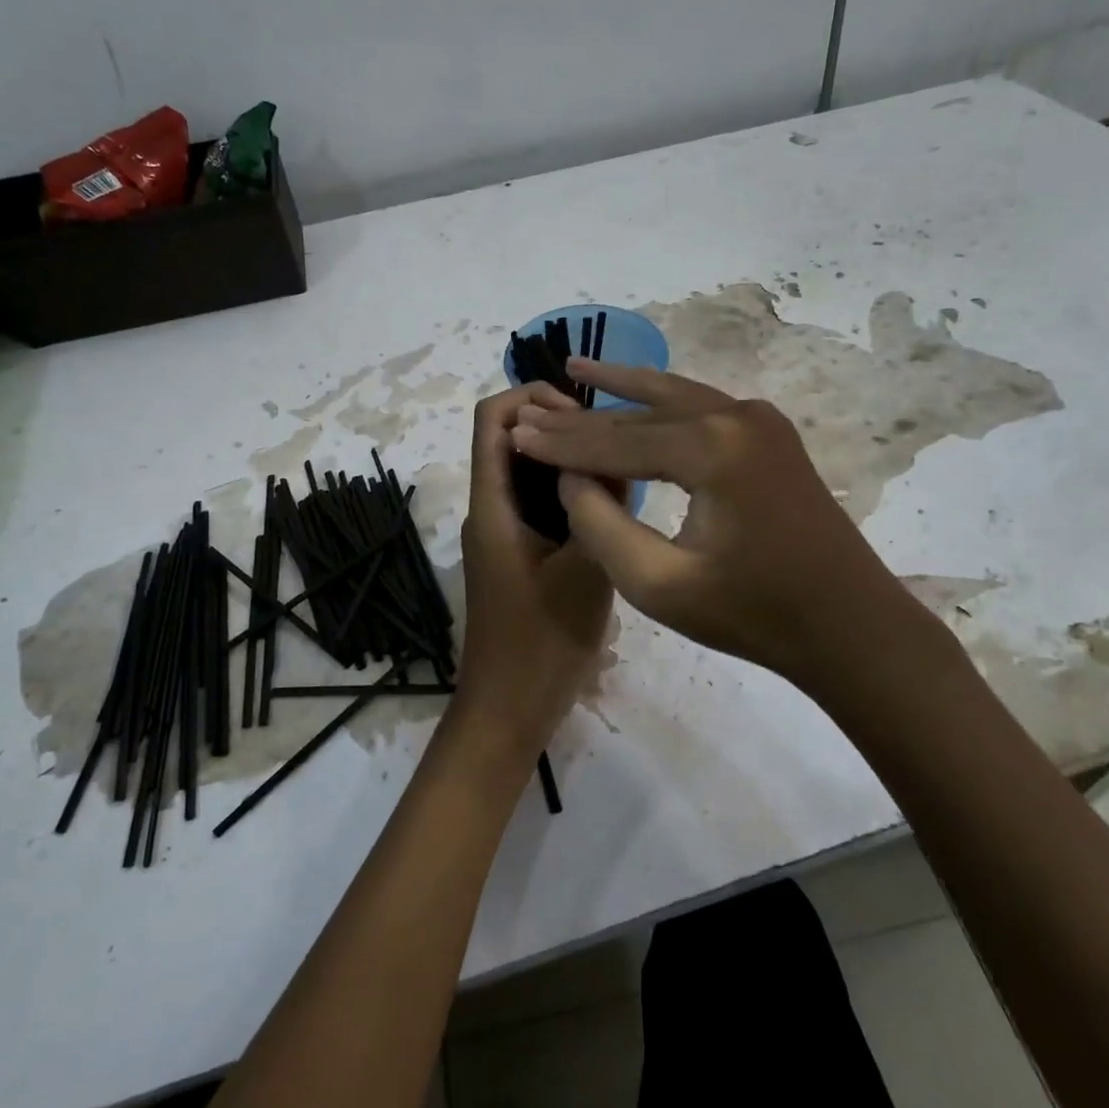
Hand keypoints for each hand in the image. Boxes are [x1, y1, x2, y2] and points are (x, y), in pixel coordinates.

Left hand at [453, 383, 614, 764]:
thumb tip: (618, 458)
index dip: (531, 397)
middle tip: (614, 440)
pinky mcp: (514, 556)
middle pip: (509, 440)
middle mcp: (488, 510)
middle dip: (556, 426)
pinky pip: (535, 505)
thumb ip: (602, 510)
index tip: (583, 413)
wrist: (508, 710)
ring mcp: (499, 534)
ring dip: (564, 461)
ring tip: (620, 466)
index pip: (492, 419)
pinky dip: (565, 493)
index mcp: (493, 505)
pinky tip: (608, 508)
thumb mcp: (587, 571)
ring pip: (525, 473)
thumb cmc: (543, 642)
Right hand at [510, 360, 929, 689]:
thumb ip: (600, 525)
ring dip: (623, 390)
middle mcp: (738, 416)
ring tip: (578, 368)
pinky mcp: (770, 434)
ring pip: (673, 399)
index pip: (617, 440)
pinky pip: (700, 409)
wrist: (849, 625)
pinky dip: (661, 403)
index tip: (514, 435)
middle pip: (642, 414)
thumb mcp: (657, 584)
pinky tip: (637, 393)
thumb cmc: (753, 615)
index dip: (561, 443)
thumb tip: (571, 477)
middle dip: (584, 418)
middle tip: (532, 410)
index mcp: (713, 449)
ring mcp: (760, 420)